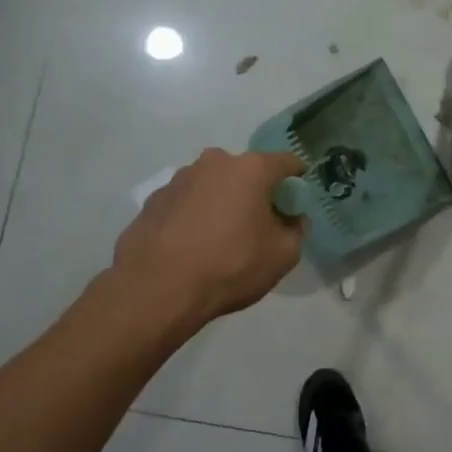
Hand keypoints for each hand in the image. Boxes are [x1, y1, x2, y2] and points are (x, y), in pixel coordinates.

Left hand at [112, 148, 305, 327]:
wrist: (157, 289)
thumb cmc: (231, 266)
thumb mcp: (284, 255)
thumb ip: (296, 229)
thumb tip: (291, 218)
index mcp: (251, 169)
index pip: (288, 162)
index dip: (297, 181)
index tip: (296, 204)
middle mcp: (214, 163)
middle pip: (246, 172)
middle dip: (255, 192)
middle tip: (257, 226)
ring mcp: (179, 179)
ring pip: (213, 185)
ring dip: (222, 203)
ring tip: (219, 240)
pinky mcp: (153, 199)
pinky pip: (186, 202)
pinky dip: (194, 216)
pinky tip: (191, 246)